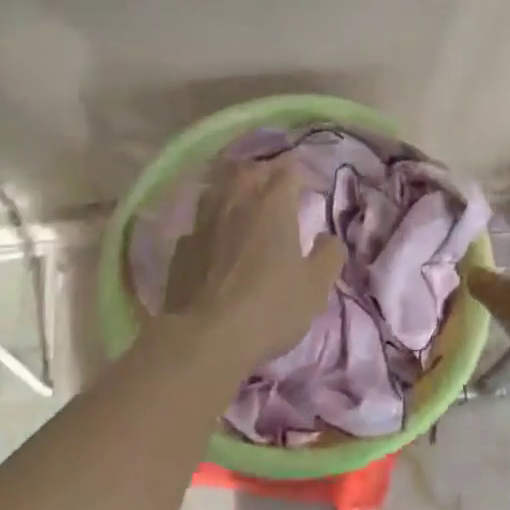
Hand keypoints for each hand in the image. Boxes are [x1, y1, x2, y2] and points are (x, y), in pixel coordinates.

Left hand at [162, 158, 346, 368]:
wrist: (206, 338)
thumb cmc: (271, 307)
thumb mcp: (316, 286)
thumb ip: (328, 255)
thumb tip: (328, 238)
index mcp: (273, 206)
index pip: (287, 171)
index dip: (300, 174)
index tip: (308, 185)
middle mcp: (236, 203)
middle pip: (247, 171)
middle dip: (263, 172)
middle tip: (273, 184)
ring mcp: (203, 224)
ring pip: (216, 191)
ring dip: (231, 190)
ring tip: (240, 201)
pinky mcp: (181, 250)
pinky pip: (198, 225)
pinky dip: (210, 225)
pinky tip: (213, 239)